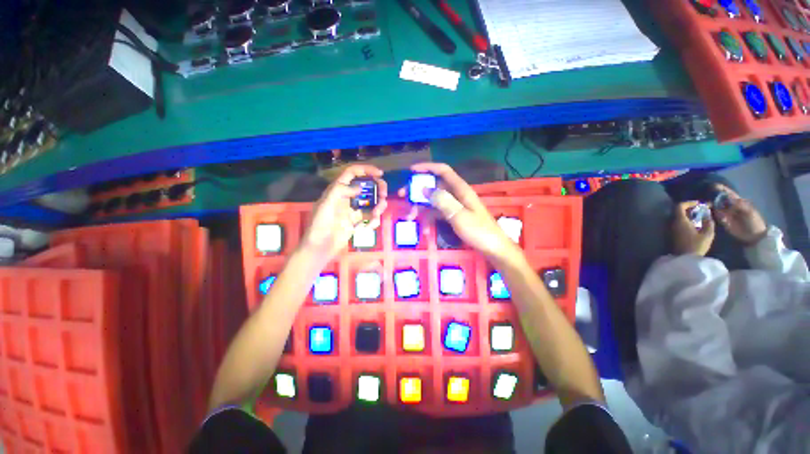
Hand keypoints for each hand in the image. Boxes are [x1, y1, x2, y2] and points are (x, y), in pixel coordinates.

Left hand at [300, 165, 387, 262]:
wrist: (319, 248)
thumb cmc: (319, 226)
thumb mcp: (325, 205)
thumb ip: (340, 192)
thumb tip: (359, 187)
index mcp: (337, 190)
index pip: (352, 173)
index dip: (366, 170)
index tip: (380, 174)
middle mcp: (347, 198)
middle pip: (366, 187)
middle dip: (377, 188)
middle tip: (384, 195)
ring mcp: (352, 210)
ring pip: (370, 202)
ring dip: (378, 205)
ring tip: (377, 213)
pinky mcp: (356, 222)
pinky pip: (369, 217)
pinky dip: (373, 220)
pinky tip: (370, 226)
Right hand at [397, 163, 519, 261]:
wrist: (493, 249)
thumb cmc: (478, 231)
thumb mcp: (458, 215)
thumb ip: (442, 200)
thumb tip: (425, 188)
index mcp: (460, 190)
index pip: (443, 171)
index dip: (427, 168)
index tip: (411, 171)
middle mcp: (457, 195)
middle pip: (434, 187)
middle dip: (417, 191)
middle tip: (402, 196)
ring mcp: (455, 206)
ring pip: (433, 202)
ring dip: (421, 208)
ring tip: (409, 218)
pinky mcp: (454, 216)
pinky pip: (438, 214)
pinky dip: (430, 220)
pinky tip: (425, 231)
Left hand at [672, 201, 714, 256]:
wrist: (684, 259)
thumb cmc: (696, 246)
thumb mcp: (708, 234)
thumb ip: (709, 223)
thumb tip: (708, 216)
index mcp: (679, 221)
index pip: (679, 206)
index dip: (688, 202)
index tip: (699, 204)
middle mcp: (672, 223)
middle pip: (679, 211)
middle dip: (690, 208)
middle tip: (702, 210)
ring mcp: (671, 228)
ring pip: (678, 217)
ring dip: (689, 215)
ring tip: (701, 217)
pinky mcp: (672, 234)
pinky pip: (678, 223)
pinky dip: (686, 221)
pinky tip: (696, 224)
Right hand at [712, 185, 766, 245]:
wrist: (754, 236)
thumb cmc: (754, 222)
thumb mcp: (749, 211)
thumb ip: (739, 204)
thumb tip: (728, 197)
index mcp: (738, 202)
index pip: (729, 193)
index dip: (722, 189)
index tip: (713, 185)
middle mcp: (730, 206)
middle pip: (720, 199)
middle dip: (713, 197)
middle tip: (706, 197)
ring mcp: (726, 214)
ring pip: (716, 207)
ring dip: (711, 205)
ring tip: (706, 205)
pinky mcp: (723, 221)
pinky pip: (716, 216)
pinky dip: (714, 214)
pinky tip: (711, 213)